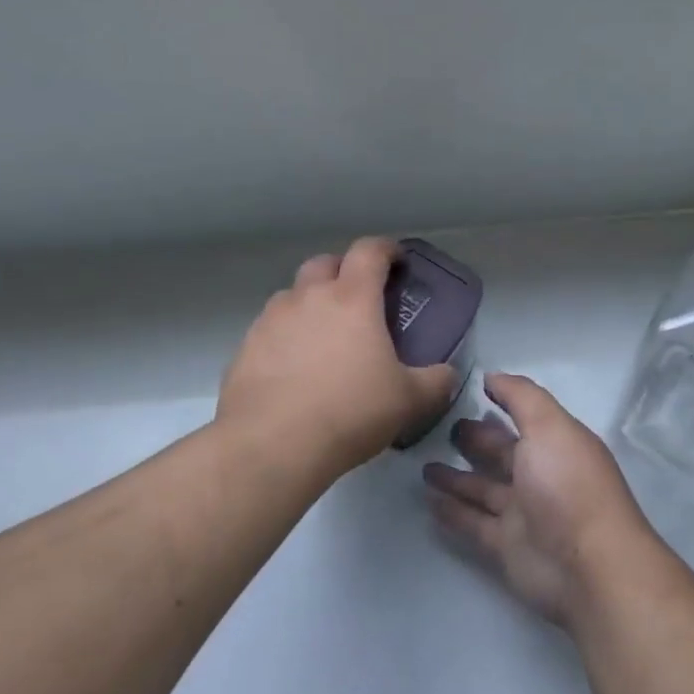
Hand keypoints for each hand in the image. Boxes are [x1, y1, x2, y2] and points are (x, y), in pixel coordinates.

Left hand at [219, 238, 461, 479]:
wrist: (272, 444)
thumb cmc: (350, 412)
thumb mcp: (408, 401)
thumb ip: (435, 382)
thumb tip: (447, 374)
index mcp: (352, 299)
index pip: (369, 251)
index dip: (386, 249)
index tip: (397, 261)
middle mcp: (308, 298)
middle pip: (324, 263)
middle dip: (344, 271)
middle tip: (359, 299)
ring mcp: (271, 320)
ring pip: (292, 295)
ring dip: (310, 303)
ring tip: (323, 336)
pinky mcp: (246, 347)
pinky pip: (269, 329)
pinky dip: (285, 336)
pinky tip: (294, 368)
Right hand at [423, 373, 660, 628]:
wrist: (588, 566)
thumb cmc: (568, 485)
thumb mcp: (549, 426)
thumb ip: (521, 397)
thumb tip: (492, 376)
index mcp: (556, 444)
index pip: (525, 417)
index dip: (503, 402)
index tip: (471, 389)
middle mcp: (540, 476)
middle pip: (502, 453)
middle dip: (477, 440)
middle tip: (442, 427)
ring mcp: (523, 513)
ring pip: (483, 489)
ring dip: (456, 477)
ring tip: (424, 465)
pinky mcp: (505, 545)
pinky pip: (472, 522)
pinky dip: (452, 511)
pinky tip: (428, 500)